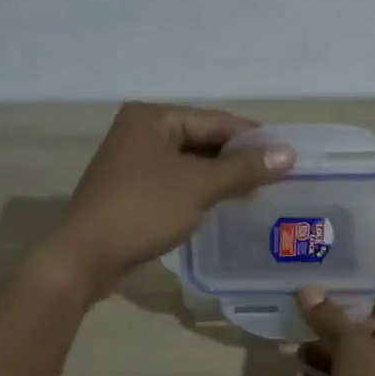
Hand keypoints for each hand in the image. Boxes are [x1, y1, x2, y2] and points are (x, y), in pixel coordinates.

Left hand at [53, 102, 294, 288]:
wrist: (86, 257)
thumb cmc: (143, 211)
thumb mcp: (199, 187)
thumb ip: (244, 168)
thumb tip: (288, 153)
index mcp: (152, 118)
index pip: (215, 120)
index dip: (253, 137)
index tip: (288, 154)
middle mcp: (141, 131)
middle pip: (202, 139)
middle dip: (238, 159)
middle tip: (278, 176)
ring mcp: (134, 161)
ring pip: (190, 163)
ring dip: (221, 177)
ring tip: (260, 191)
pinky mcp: (133, 189)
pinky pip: (177, 181)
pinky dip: (201, 190)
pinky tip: (227, 204)